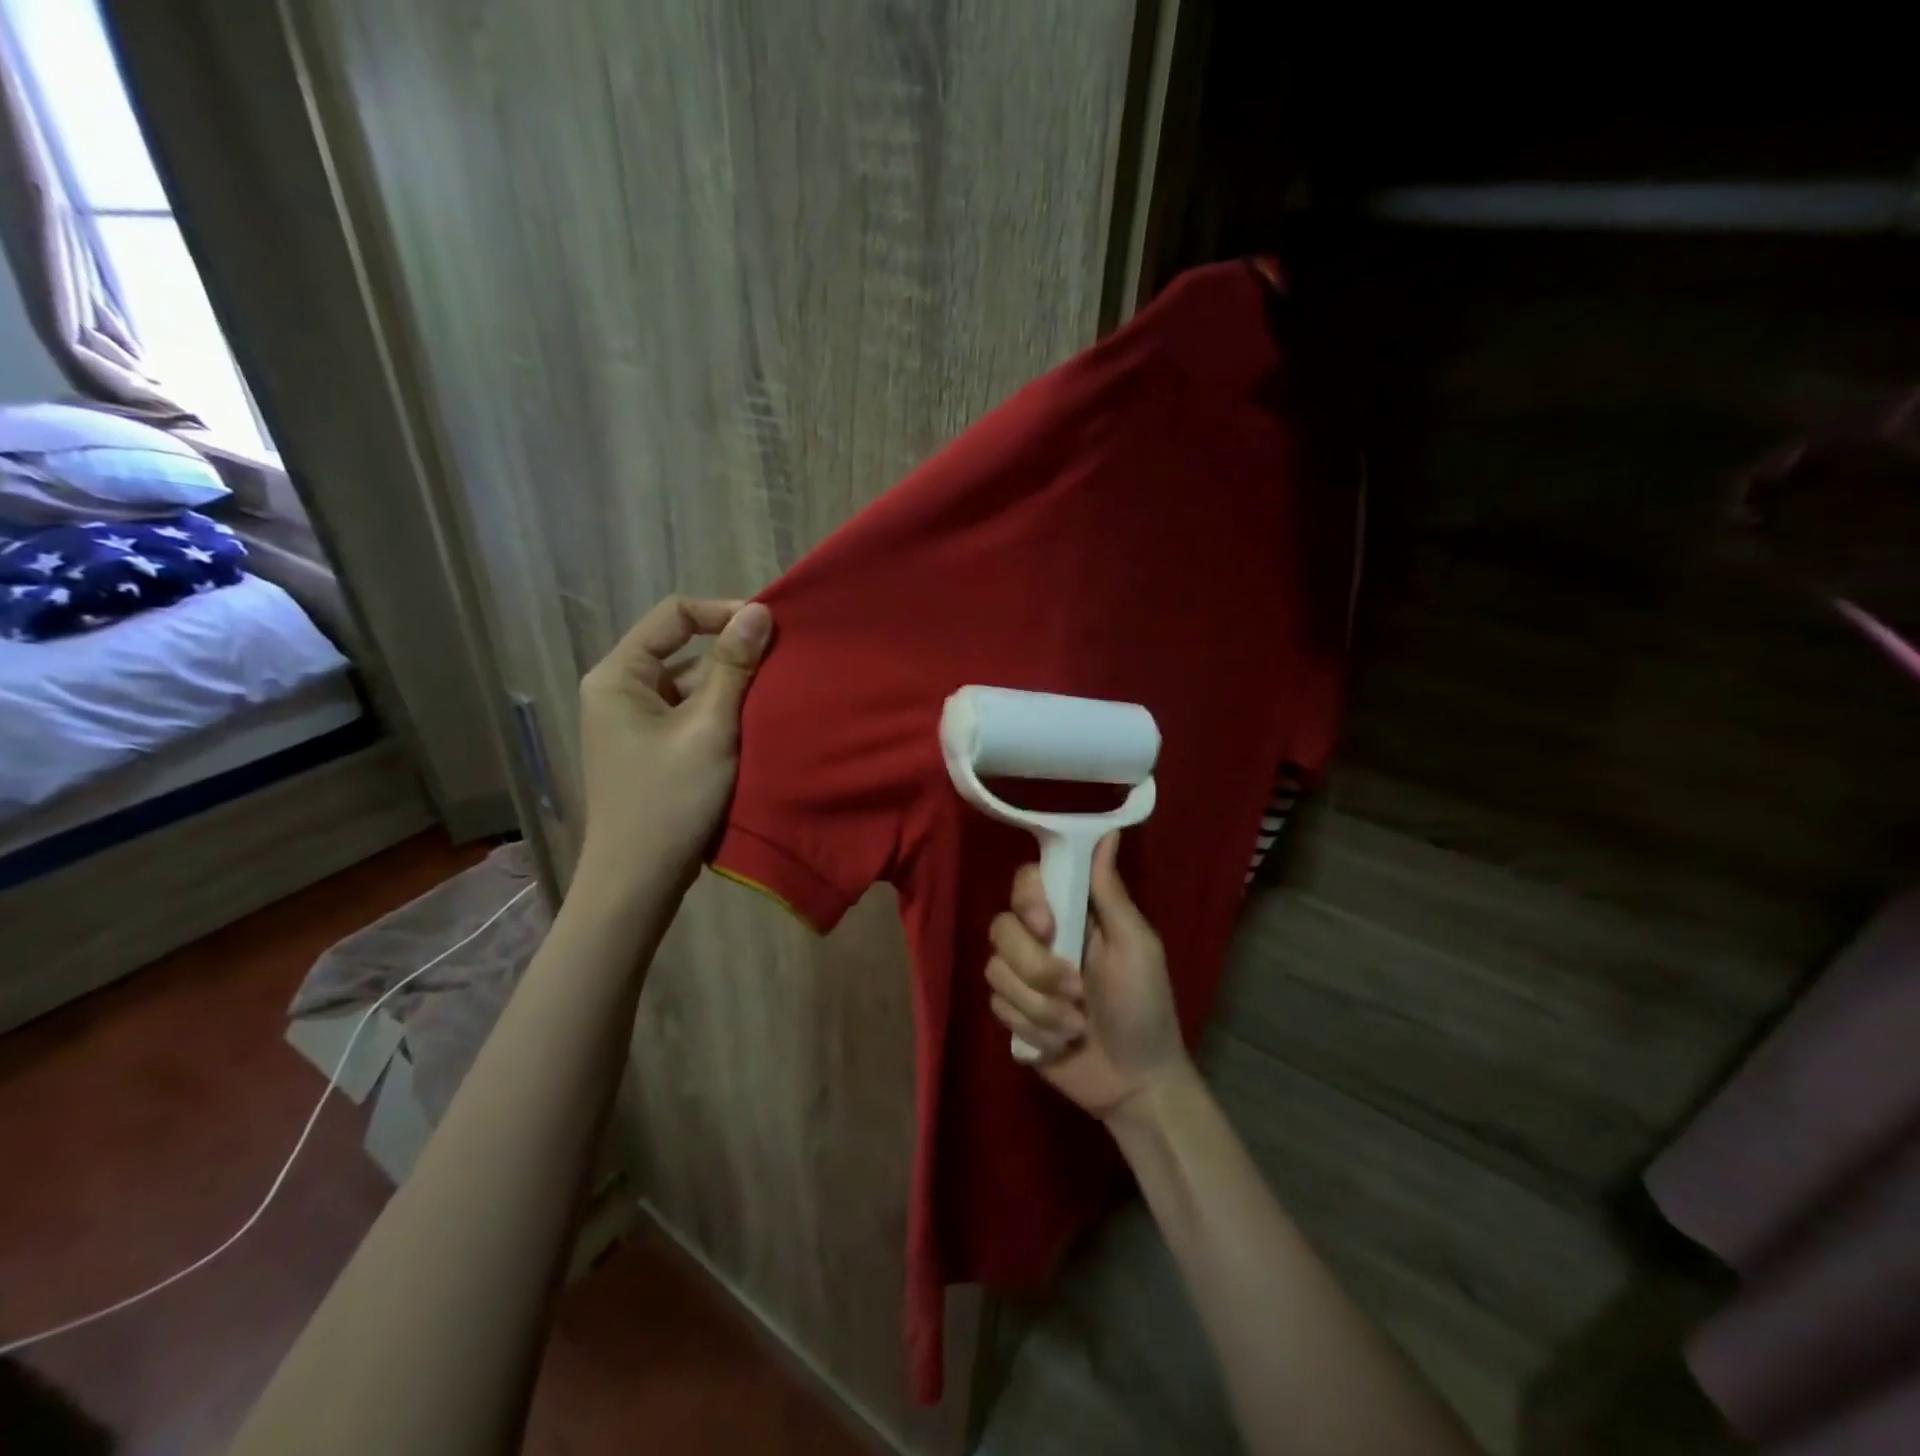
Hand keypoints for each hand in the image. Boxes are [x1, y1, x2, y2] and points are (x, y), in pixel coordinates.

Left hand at [576, 596, 771, 886]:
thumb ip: (734, 668)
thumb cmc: (670, 800)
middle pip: (682, 649)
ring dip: (731, 688)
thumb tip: (760, 612)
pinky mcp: (650, 748)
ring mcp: (633, 721)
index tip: (771, 628)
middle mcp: (619, 690)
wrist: (638, 882)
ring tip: (777, 696)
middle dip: (733, 655)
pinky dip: (721, 715)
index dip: (723, 613)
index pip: (674, 615)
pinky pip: (690, 714)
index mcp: (618, 675)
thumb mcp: (709, 729)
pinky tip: (756, 726)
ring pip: (690, 684)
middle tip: (783, 664)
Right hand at [985, 834, 1191, 1120]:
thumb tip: (1108, 831)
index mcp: (1072, 915)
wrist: (1137, 1082)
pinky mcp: (1013, 1015)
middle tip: (1075, 991)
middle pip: (1001, 928)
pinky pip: (997, 1007)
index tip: (1047, 927)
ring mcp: (1023, 979)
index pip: (1026, 882)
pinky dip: (1032, 1028)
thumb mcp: (1137, 946)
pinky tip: (1060, 1043)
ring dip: (1038, 1005)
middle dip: (1035, 967)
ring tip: (1075, 1026)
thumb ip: (1111, 893)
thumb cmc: (1145, 1006)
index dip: (1028, 901)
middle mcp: (1040, 940)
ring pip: (995, 970)